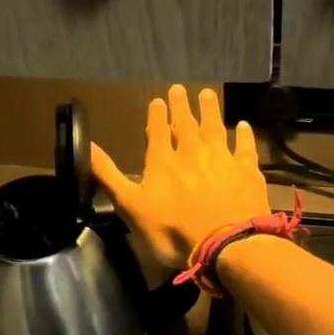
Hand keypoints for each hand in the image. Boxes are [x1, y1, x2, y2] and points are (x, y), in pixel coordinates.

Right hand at [91, 85, 269, 268]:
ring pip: (215, 128)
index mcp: (162, 161)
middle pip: (185, 123)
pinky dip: (244, 135)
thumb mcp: (130, 206)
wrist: (226, 245)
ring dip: (210, 110)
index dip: (156, 115)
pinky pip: (245, 147)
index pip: (157, 131)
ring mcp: (222, 159)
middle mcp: (192, 152)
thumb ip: (108, 175)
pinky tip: (244, 126)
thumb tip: (86, 145)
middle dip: (181, 106)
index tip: (157, 100)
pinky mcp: (247, 171)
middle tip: (180, 89)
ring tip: (207, 94)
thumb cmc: (173, 231)